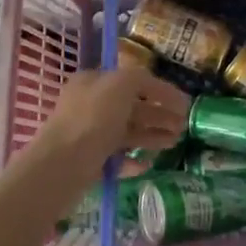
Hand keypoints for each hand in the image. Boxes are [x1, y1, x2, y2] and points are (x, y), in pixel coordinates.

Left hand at [32, 64, 188, 177]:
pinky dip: (134, 160)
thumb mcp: (121, 84)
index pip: (132, 80)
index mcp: (94, 82)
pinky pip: (116, 158)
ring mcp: (88, 135)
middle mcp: (90, 105)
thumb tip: (156, 89)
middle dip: (159, 114)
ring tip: (175, 143)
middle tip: (184, 125)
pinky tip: (149, 164)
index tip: (184, 102)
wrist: (62, 165)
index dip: (160, 90)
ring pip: (127, 132)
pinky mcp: (89, 162)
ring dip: (152, 135)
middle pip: (132, 107)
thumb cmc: (93, 118)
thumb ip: (142, 79)